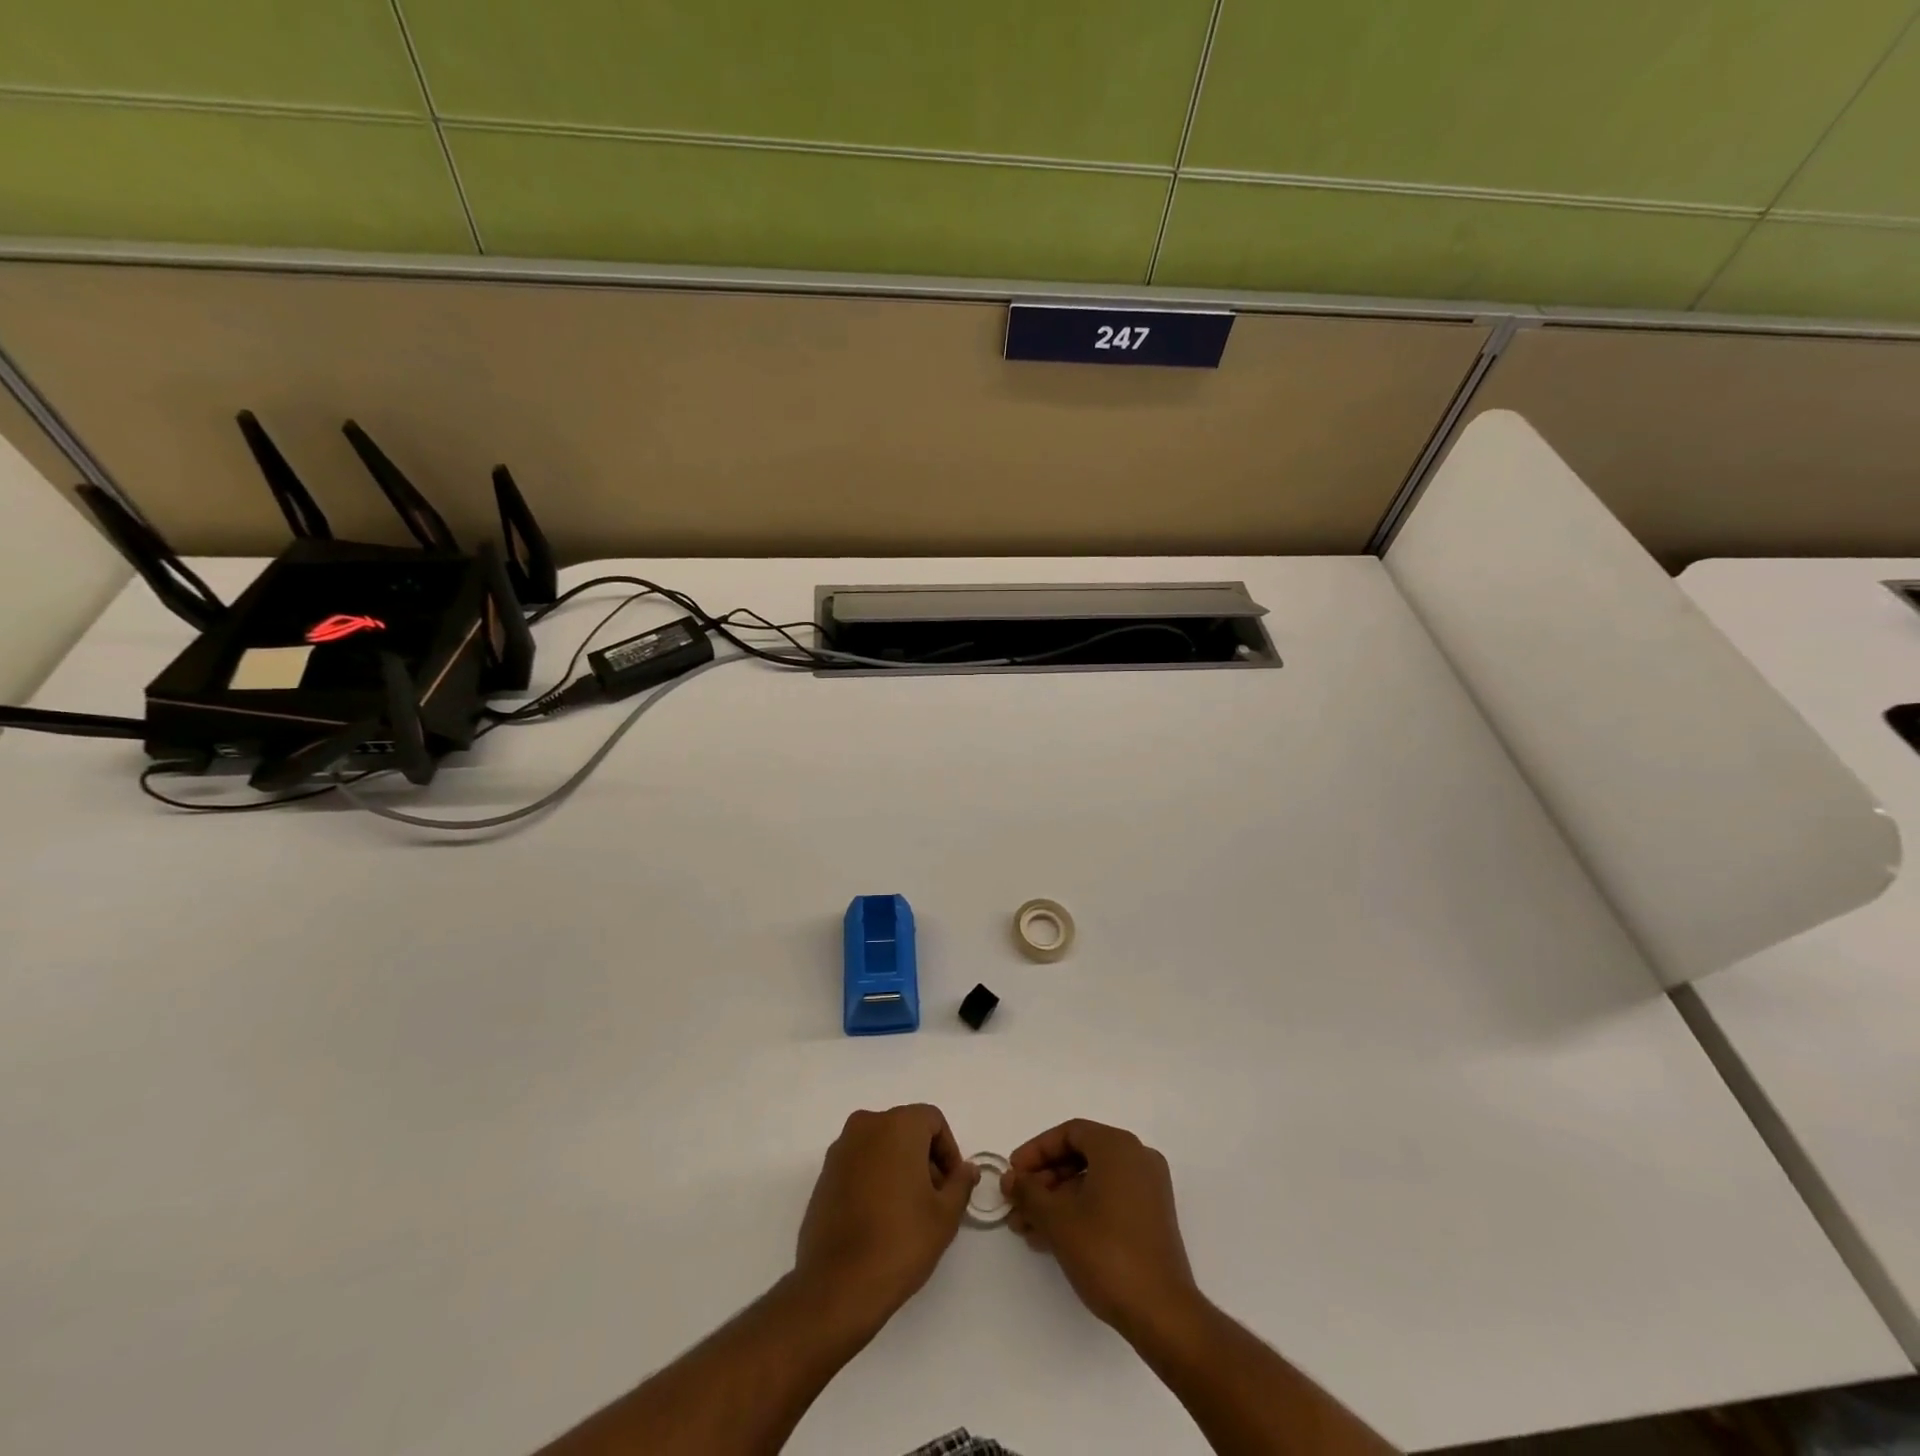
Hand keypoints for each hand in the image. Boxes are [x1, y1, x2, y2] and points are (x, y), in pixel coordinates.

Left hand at [794, 1104, 978, 1333]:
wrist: (838, 1285)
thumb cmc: (900, 1242)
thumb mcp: (945, 1215)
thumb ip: (961, 1183)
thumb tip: (967, 1169)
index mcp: (897, 1125)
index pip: (932, 1120)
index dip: (948, 1150)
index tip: (952, 1185)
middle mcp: (866, 1126)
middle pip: (905, 1129)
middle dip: (924, 1158)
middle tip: (934, 1199)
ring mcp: (840, 1150)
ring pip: (880, 1146)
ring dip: (898, 1168)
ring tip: (907, 1211)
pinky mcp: (824, 1175)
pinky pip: (859, 1164)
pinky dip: (874, 1178)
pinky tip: (879, 1217)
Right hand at [1005, 1119, 1200, 1340]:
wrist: (1161, 1313)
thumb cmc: (1106, 1253)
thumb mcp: (1057, 1220)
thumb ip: (1028, 1192)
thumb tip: (1010, 1179)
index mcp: (1118, 1147)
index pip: (1069, 1134)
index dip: (1036, 1151)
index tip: (1013, 1174)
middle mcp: (1137, 1158)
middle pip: (1080, 1156)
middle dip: (1043, 1181)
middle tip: (1016, 1204)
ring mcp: (1147, 1189)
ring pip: (1091, 1182)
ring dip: (1056, 1201)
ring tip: (1025, 1228)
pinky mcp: (1150, 1218)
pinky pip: (1107, 1200)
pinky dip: (1079, 1211)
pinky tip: (1050, 1238)